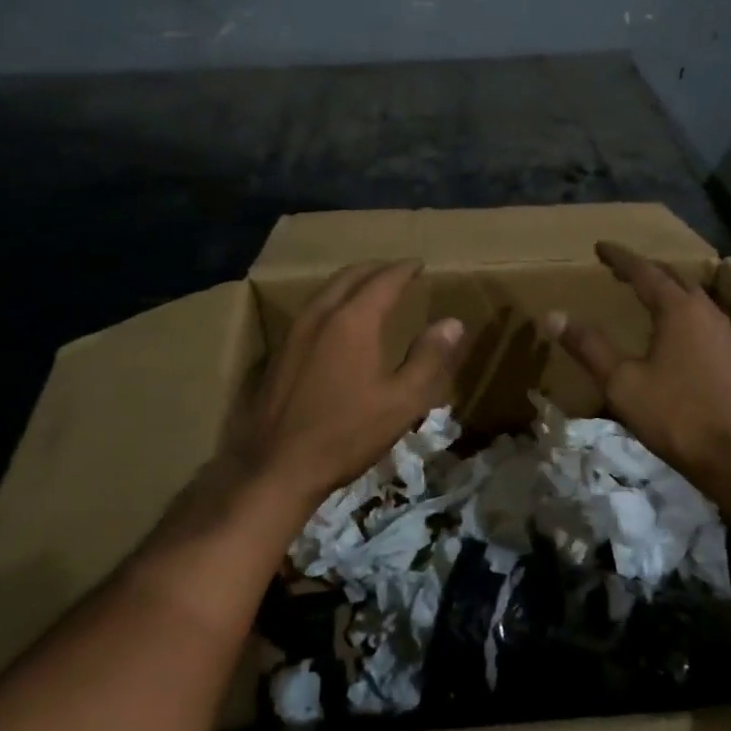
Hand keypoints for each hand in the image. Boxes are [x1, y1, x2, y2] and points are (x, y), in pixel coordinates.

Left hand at [242, 260, 463, 507]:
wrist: (277, 467)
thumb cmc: (346, 434)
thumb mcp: (402, 402)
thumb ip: (429, 358)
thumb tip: (452, 323)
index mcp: (354, 320)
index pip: (384, 280)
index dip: (404, 269)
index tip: (420, 264)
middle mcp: (321, 315)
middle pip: (351, 276)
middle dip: (377, 269)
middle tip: (397, 271)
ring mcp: (295, 332)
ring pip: (327, 290)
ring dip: (352, 282)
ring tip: (370, 288)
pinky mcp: (280, 351)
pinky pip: (312, 309)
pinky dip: (333, 301)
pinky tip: (338, 321)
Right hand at [544, 242, 730, 488]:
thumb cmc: (676, 416)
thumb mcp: (622, 382)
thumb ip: (588, 346)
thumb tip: (552, 316)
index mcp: (679, 309)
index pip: (644, 271)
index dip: (620, 258)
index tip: (599, 247)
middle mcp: (706, 311)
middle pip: (673, 277)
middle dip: (644, 269)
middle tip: (619, 269)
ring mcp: (725, 334)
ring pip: (693, 296)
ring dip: (667, 289)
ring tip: (645, 293)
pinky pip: (704, 316)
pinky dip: (682, 309)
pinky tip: (675, 329)